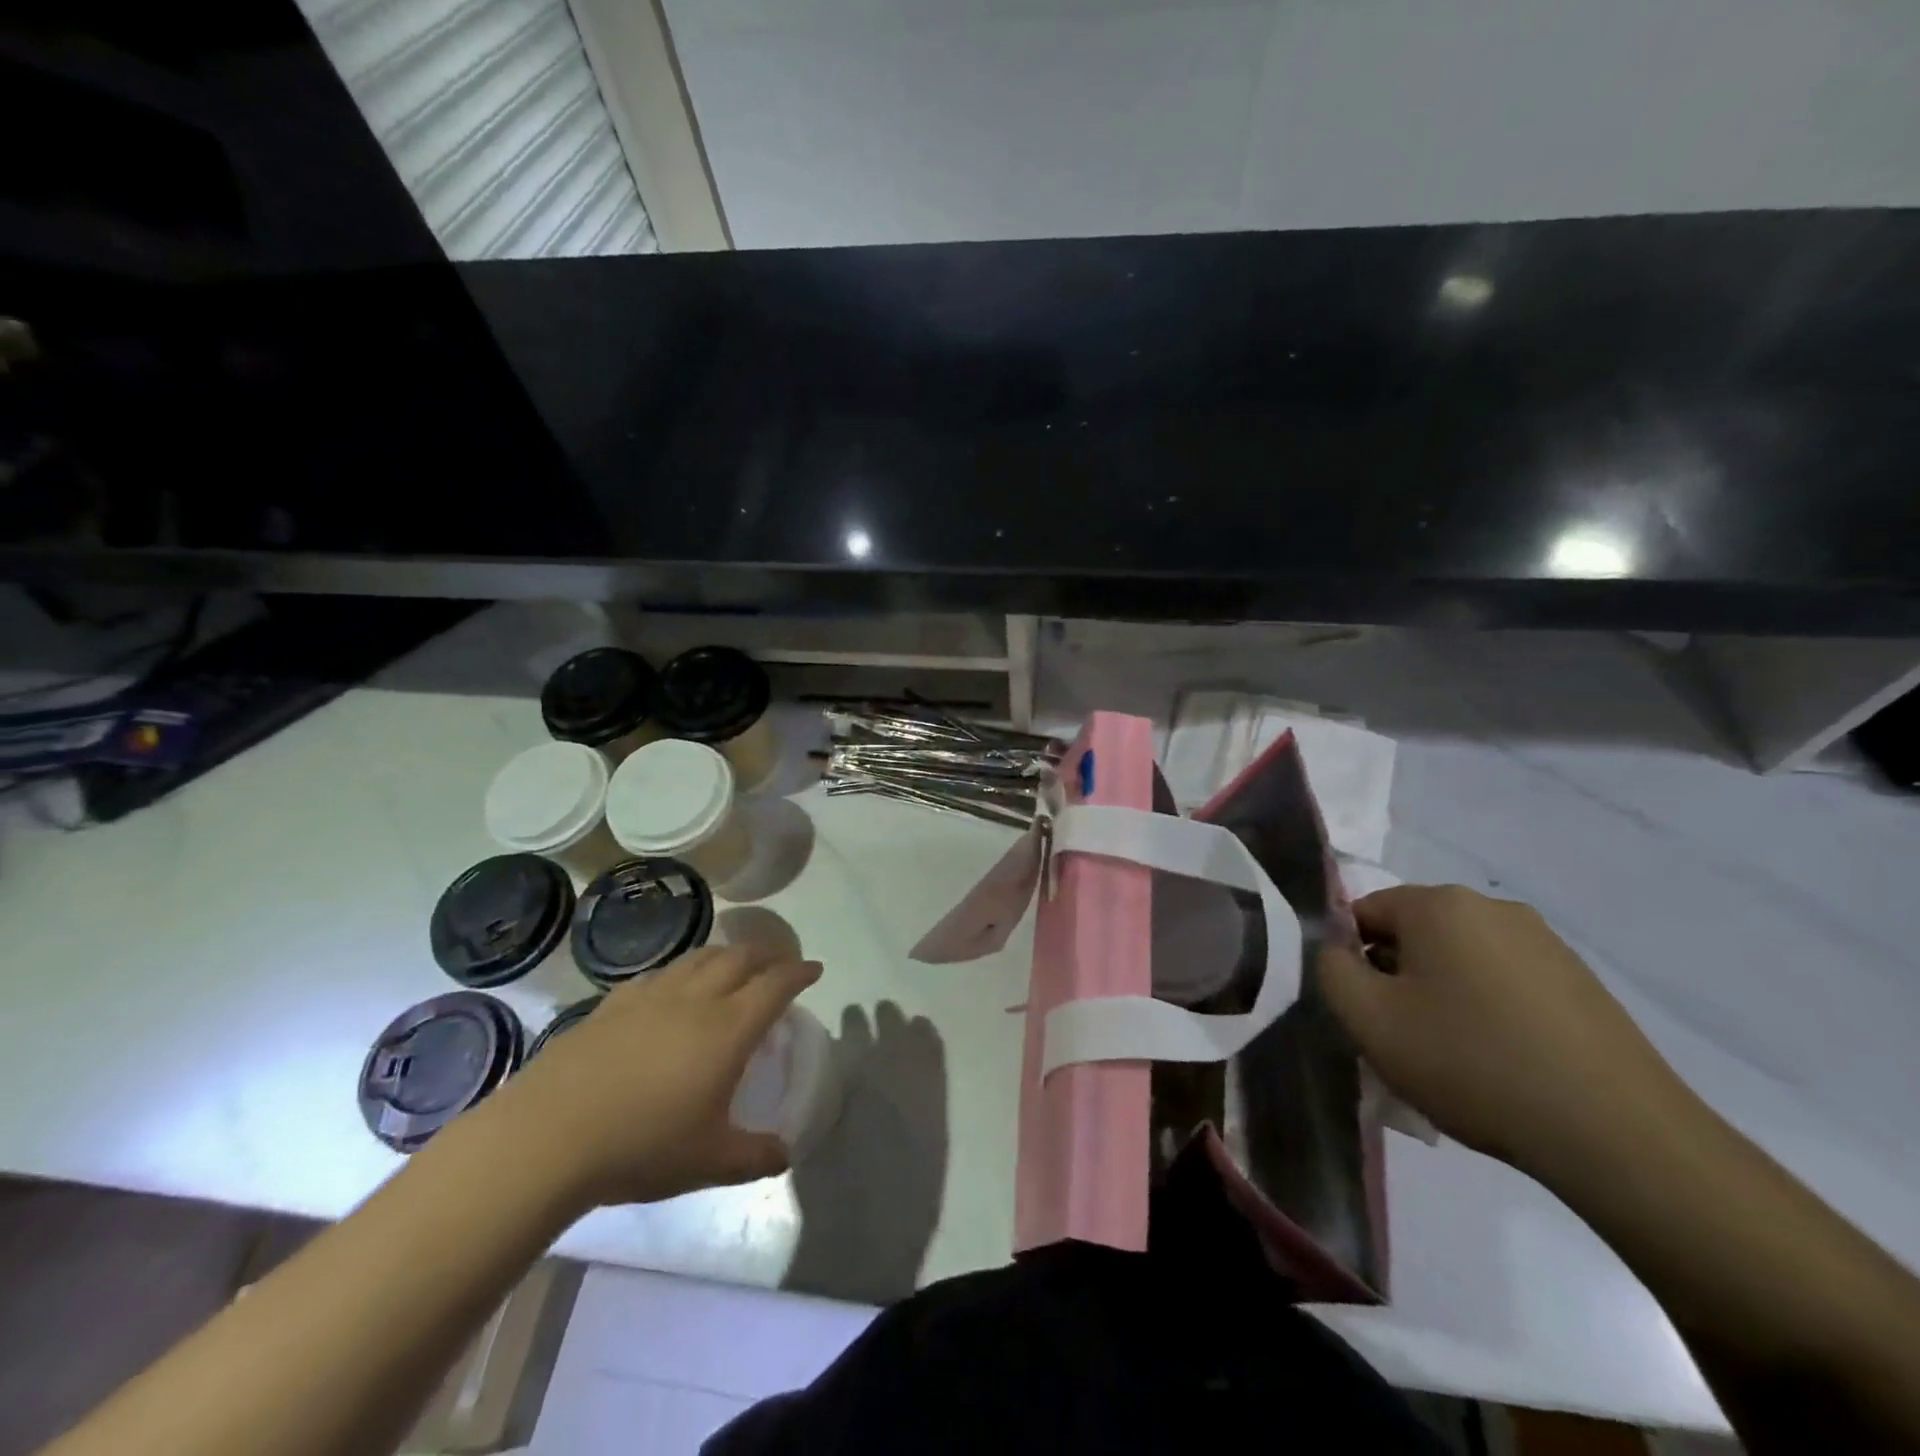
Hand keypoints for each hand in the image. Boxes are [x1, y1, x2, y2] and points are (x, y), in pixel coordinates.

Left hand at [483, 945, 822, 1209]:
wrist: (549, 1136)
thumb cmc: (641, 1146)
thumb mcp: (709, 1162)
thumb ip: (754, 1156)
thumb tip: (785, 1154)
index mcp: (728, 1029)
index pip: (775, 985)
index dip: (799, 973)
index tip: (814, 968)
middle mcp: (696, 999)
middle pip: (741, 958)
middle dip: (768, 954)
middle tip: (779, 963)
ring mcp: (652, 996)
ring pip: (700, 957)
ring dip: (726, 954)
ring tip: (733, 965)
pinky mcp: (614, 1003)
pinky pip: (660, 973)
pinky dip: (682, 971)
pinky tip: (673, 988)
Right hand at [1317, 884, 1689, 1178]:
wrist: (1618, 1135)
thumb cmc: (1472, 1063)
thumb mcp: (1369, 1020)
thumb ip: (1331, 970)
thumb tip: (1339, 951)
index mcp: (1439, 904)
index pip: (1364, 912)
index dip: (1351, 959)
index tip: (1366, 1011)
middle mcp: (1492, 907)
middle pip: (1414, 933)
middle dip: (1397, 977)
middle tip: (1403, 1038)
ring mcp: (1545, 943)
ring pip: (1461, 959)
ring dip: (1442, 996)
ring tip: (1455, 1059)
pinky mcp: (1582, 982)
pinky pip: (1506, 982)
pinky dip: (1489, 1011)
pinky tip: (1503, 1064)